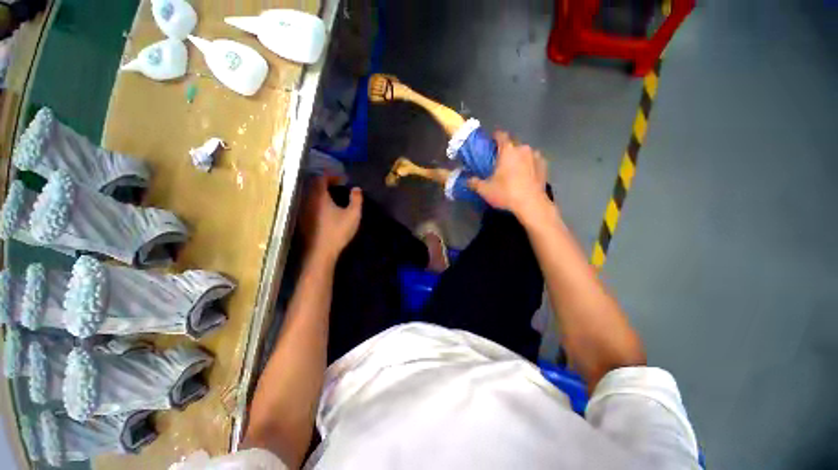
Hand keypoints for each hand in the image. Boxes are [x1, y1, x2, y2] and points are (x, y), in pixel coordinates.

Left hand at [300, 176, 362, 262]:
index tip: (342, 179)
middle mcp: (308, 200)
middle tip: (337, 185)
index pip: (321, 178)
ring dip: (321, 192)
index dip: (331, 176)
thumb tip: (356, 188)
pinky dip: (317, 202)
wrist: (322, 251)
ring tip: (332, 196)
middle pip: (314, 185)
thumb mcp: (353, 214)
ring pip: (310, 195)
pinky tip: (326, 209)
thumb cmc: (338, 231)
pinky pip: (309, 204)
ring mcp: (304, 210)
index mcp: (320, 197)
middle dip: (325, 182)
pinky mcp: (303, 220)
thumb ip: (356, 199)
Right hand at [468, 131, 550, 218]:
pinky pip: (533, 161)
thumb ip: (474, 183)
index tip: (490, 142)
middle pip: (513, 143)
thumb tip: (467, 180)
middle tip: (499, 159)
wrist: (531, 204)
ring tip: (513, 168)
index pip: (501, 135)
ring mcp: (536, 156)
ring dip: (518, 157)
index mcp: (508, 150)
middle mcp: (523, 149)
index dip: (494, 136)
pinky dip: (528, 164)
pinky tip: (525, 174)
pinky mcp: (544, 166)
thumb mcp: (485, 190)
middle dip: (506, 149)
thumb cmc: (506, 193)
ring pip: (524, 152)